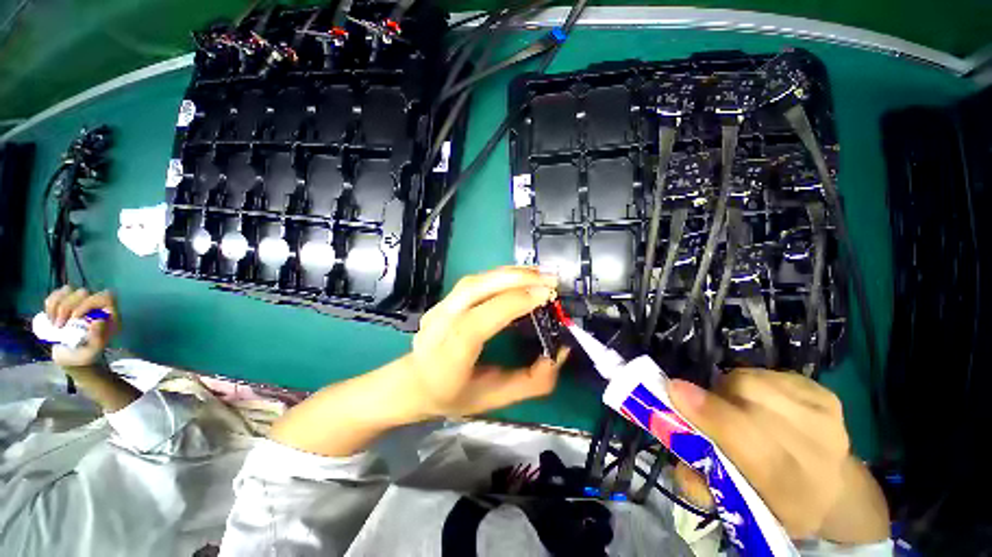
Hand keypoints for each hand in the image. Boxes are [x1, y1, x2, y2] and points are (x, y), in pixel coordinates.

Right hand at [44, 287, 119, 367]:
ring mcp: (79, 303)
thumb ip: (98, 337)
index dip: (88, 303)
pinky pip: (55, 295)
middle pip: (82, 292)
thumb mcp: (94, 349)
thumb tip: (98, 321)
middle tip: (61, 326)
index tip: (74, 319)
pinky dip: (50, 305)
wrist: (71, 358)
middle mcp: (96, 305)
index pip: (104, 296)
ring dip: (57, 307)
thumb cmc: (86, 354)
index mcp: (109, 314)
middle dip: (67, 307)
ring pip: (68, 290)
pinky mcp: (63, 304)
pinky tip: (50, 319)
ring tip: (56, 325)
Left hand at [405, 266, 569, 416]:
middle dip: (516, 280)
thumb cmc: (454, 395)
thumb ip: (532, 381)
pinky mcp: (444, 300)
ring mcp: (438, 308)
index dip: (512, 304)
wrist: (414, 382)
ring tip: (539, 274)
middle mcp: (439, 326)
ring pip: (474, 280)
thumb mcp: (496, 399)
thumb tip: (561, 351)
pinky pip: (474, 281)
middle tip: (550, 279)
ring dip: (509, 273)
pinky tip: (519, 277)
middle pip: (474, 290)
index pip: (477, 322)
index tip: (546, 294)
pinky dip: (500, 275)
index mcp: (448, 357)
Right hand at [668, 369, 888, 542]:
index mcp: (789, 487)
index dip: (709, 412)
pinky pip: (769, 374)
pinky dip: (752, 383)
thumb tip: (670, 433)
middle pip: (749, 395)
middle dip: (715, 395)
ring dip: (731, 388)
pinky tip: (758, 402)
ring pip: (754, 379)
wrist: (835, 492)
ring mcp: (823, 414)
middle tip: (704, 406)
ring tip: (732, 405)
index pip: (747, 440)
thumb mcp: (734, 507)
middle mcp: (814, 446)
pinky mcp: (823, 393)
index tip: (673, 389)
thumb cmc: (773, 502)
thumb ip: (695, 479)